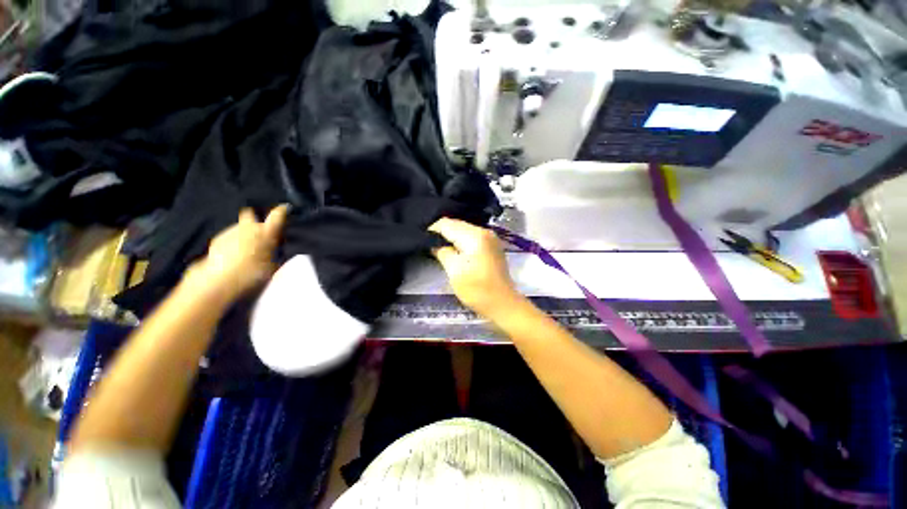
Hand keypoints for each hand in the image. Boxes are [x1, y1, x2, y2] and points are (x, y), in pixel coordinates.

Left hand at [184, 206, 288, 302]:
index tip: (285, 208)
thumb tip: (281, 247)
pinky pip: (229, 237)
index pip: (278, 216)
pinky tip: (233, 255)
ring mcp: (230, 232)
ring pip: (239, 228)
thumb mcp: (274, 265)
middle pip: (250, 214)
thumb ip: (278, 252)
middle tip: (259, 231)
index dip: (282, 211)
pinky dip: (232, 243)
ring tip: (246, 250)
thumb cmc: (253, 273)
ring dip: (243, 234)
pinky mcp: (216, 240)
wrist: (219, 280)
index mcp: (266, 232)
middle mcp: (247, 228)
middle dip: (254, 219)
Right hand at [429, 217, 523, 320]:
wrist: (503, 304)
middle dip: (442, 233)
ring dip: (451, 238)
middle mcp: (484, 231)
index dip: (432, 230)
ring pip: (464, 231)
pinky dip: (461, 242)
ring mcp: (490, 238)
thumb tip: (434, 243)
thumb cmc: (477, 289)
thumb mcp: (454, 271)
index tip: (422, 240)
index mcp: (475, 235)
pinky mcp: (492, 247)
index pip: (447, 223)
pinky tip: (455, 251)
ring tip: (439, 248)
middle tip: (429, 244)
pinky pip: (472, 238)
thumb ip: (442, 252)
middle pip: (457, 225)